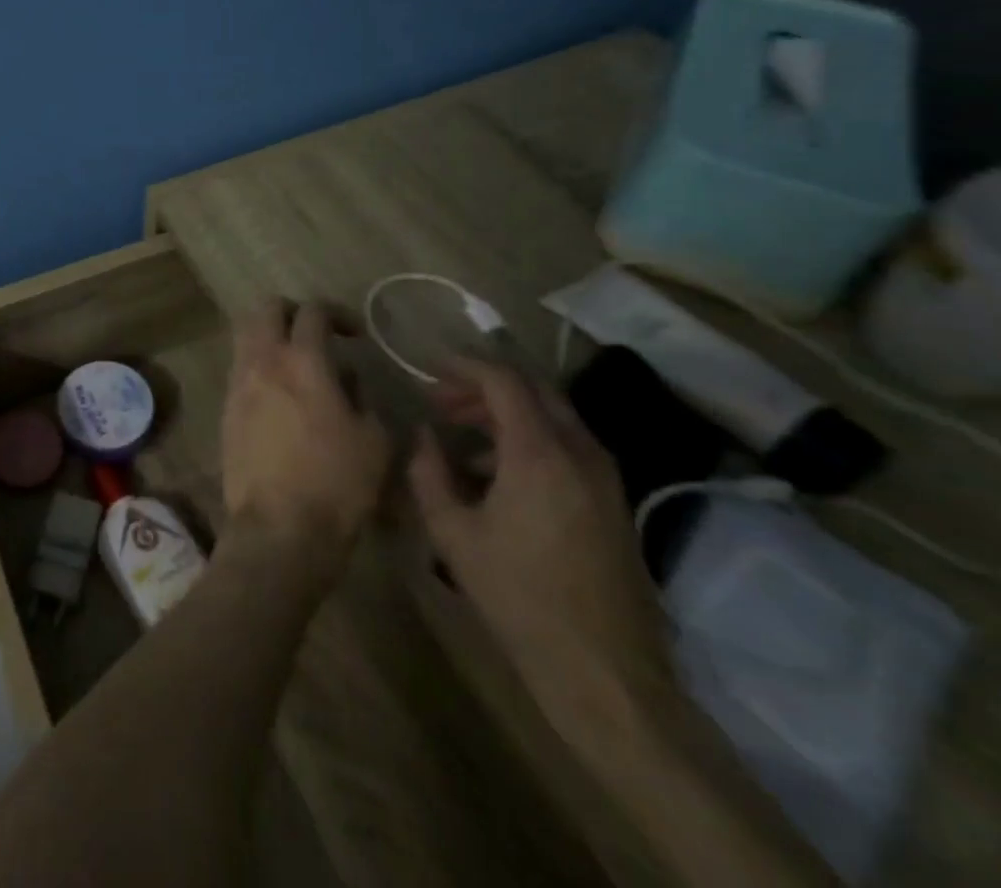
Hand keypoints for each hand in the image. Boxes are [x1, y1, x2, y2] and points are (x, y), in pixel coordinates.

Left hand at [221, 299, 391, 584]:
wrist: (279, 528)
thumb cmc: (337, 484)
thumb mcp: (374, 440)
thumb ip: (361, 396)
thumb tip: (345, 379)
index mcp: (303, 362)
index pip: (313, 312)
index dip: (337, 313)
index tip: (354, 334)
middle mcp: (263, 361)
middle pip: (266, 309)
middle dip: (291, 311)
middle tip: (316, 332)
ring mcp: (238, 384)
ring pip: (245, 336)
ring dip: (270, 337)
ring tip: (296, 364)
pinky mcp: (225, 409)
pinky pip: (239, 368)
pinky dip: (258, 366)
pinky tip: (279, 395)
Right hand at [407, 359, 673, 728]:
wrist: (604, 671)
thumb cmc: (518, 596)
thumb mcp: (452, 532)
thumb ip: (428, 471)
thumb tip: (423, 435)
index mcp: (539, 453)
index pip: (504, 380)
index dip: (464, 366)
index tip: (429, 370)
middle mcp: (580, 453)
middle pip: (534, 390)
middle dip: (485, 386)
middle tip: (443, 401)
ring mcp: (605, 478)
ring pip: (554, 417)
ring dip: (507, 413)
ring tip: (462, 434)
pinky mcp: (614, 502)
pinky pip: (568, 447)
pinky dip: (530, 439)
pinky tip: (496, 473)